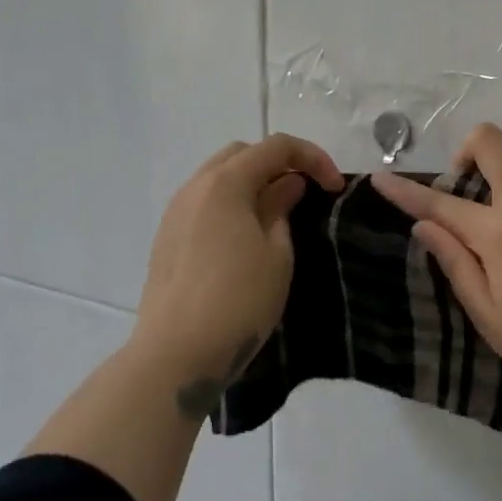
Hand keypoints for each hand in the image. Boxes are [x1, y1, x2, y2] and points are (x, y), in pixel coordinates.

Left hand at [134, 135, 342, 412]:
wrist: (175, 354)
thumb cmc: (238, 301)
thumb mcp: (277, 254)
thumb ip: (281, 209)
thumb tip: (286, 185)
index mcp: (225, 183)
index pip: (275, 147)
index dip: (312, 157)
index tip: (335, 187)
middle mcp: (194, 187)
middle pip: (242, 154)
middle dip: (279, 163)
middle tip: (306, 192)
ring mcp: (175, 212)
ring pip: (218, 178)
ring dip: (252, 183)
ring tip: (279, 213)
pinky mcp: (166, 238)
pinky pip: (204, 203)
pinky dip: (231, 204)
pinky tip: (246, 235)